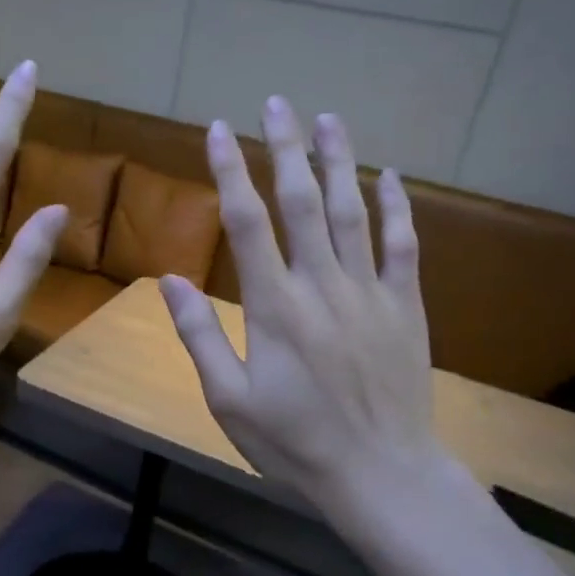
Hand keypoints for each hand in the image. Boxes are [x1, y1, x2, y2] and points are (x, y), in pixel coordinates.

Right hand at [160, 98, 440, 511]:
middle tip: (276, 102)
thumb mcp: (228, 400)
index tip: (219, 130)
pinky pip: (403, 245)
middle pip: (301, 202)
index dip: (230, 172)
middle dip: (286, 148)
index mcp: (274, 306)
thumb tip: (169, 281)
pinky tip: (388, 176)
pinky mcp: (405, 306)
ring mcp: (369, 291)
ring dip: (338, 161)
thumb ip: (199, 336)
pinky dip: (396, 207)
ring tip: (328, 118)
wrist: (381, 473)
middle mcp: (322, 285)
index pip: (247, 223)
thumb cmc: (294, 441)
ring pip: (352, 212)